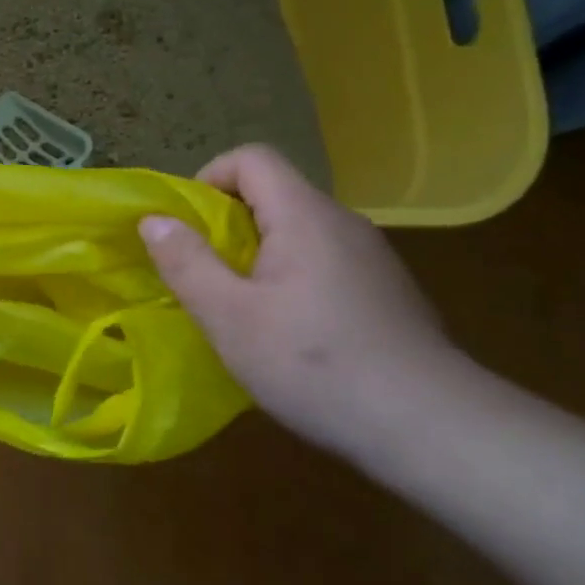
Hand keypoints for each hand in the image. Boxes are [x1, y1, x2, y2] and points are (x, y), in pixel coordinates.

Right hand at [138, 145, 456, 454]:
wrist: (431, 426)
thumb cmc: (314, 364)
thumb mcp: (229, 316)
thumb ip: (186, 262)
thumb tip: (153, 219)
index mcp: (304, 215)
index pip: (251, 158)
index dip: (209, 178)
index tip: (187, 228)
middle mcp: (342, 222)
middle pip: (274, 194)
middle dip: (227, 225)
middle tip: (205, 276)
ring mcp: (372, 257)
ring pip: (299, 231)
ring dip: (259, 255)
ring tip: (241, 308)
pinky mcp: (386, 290)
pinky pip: (324, 261)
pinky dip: (292, 278)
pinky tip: (290, 333)